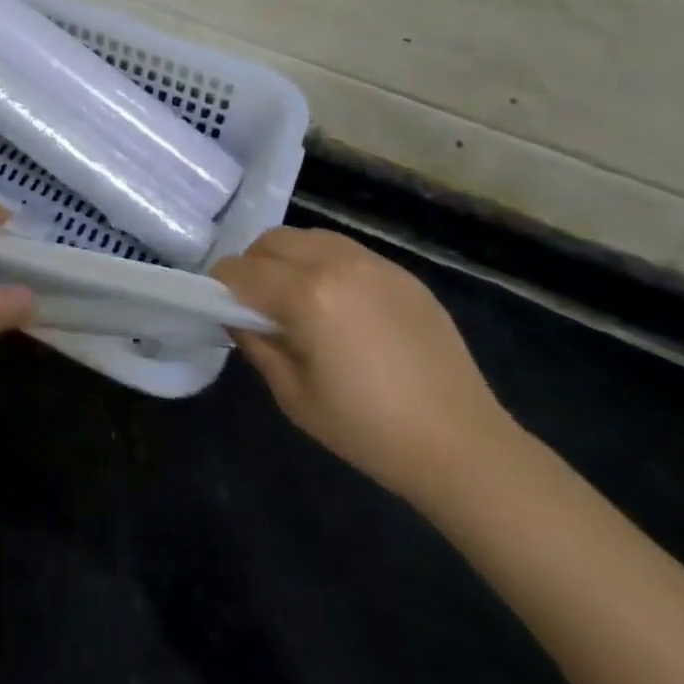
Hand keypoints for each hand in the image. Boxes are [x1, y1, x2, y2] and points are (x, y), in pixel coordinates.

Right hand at [213, 228, 518, 508]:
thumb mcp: (295, 396)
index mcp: (306, 295)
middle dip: (253, 265)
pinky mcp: (401, 273)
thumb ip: (257, 345)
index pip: (241, 270)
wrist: (463, 446)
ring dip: (289, 259)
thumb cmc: (369, 430)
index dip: (220, 285)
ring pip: (308, 237)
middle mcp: (336, 264)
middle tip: (258, 304)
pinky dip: (325, 264)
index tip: (221, 306)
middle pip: (271, 241)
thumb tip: (236, 316)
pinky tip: (339, 305)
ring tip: (297, 299)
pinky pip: (345, 251)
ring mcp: (373, 264)